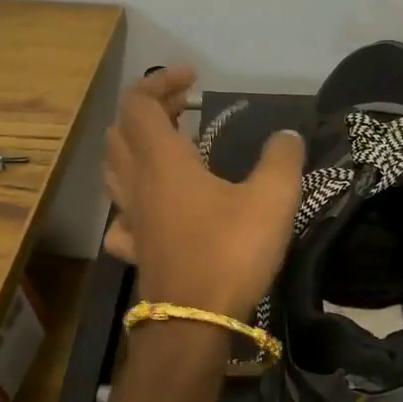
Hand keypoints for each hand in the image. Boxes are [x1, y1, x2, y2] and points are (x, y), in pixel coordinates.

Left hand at [102, 67, 304, 318]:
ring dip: (136, 148)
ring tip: (171, 149)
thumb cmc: (230, 252)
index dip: (160, 81)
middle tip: (184, 110)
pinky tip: (155, 208)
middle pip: (122, 132)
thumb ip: (282, 159)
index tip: (192, 78)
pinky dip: (134, 199)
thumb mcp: (273, 199)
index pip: (138, 103)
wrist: (195, 323)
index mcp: (162, 162)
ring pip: (115, 170)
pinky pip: (121, 214)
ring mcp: (131, 220)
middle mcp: (137, 184)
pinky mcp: (135, 250)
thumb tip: (287, 136)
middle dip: (149, 110)